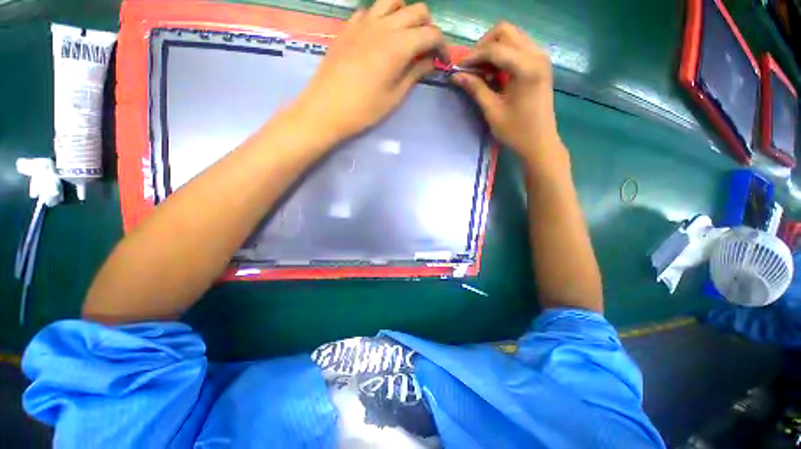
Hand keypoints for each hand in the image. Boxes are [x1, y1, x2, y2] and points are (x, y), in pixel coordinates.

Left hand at [292, 0, 445, 141]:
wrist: (327, 108)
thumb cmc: (364, 109)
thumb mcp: (395, 96)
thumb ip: (415, 74)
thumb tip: (430, 61)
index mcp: (399, 45)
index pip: (431, 34)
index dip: (442, 46)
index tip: (442, 61)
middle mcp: (384, 25)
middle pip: (417, 11)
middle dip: (428, 27)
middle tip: (425, 50)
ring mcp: (364, 22)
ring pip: (394, 2)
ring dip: (406, 15)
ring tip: (405, 37)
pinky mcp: (349, 26)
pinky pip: (371, 9)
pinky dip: (382, 17)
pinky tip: (380, 35)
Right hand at [453, 22, 564, 166]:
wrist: (540, 142)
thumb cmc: (516, 131)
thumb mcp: (492, 111)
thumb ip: (475, 88)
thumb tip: (456, 75)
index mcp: (526, 67)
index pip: (494, 49)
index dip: (473, 56)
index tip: (458, 67)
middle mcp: (537, 54)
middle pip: (505, 31)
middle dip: (484, 45)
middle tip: (471, 66)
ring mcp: (540, 57)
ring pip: (512, 36)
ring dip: (493, 48)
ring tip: (480, 69)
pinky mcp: (540, 63)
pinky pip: (519, 46)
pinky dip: (503, 54)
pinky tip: (494, 71)